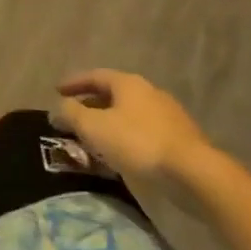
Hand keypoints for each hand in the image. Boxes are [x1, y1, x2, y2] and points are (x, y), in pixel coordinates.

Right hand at [52, 70, 213, 197]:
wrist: (193, 174)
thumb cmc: (137, 143)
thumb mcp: (93, 127)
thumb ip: (71, 114)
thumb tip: (58, 108)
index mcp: (128, 84)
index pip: (95, 75)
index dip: (74, 82)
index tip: (56, 90)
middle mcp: (149, 93)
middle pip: (113, 94)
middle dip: (91, 105)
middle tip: (74, 117)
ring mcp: (168, 116)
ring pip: (129, 115)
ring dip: (109, 123)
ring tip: (94, 139)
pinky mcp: (180, 140)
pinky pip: (143, 133)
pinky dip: (126, 138)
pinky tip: (120, 155)